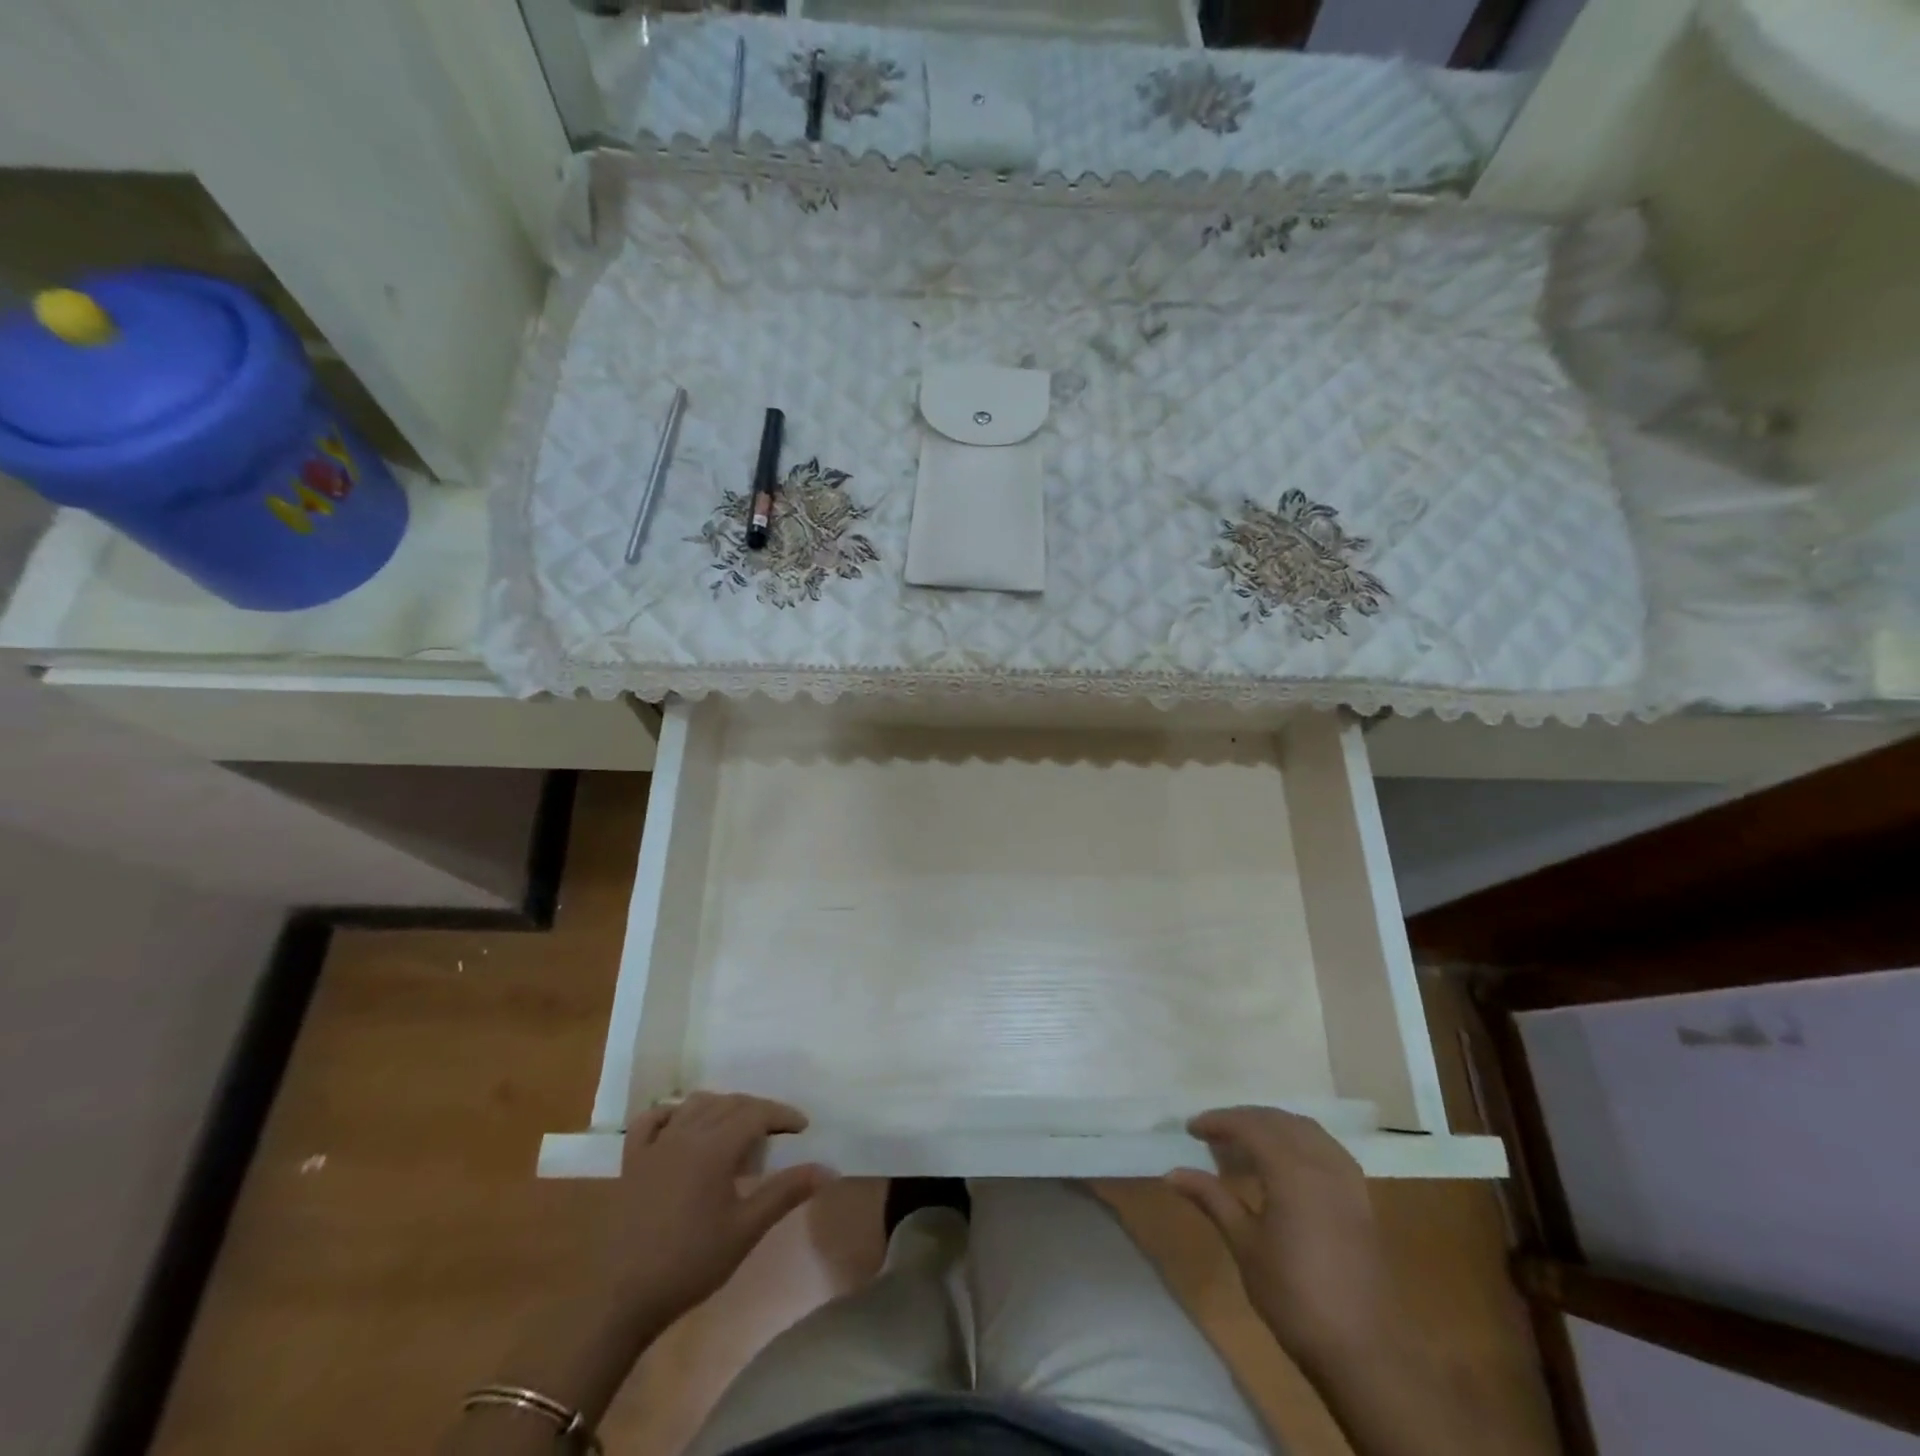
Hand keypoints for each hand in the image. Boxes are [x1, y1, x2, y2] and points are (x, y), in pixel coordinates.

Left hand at [606, 1092, 832, 1320]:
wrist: (621, 1298)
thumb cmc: (689, 1264)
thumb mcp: (745, 1230)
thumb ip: (785, 1193)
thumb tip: (827, 1169)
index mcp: (714, 1147)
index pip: (756, 1113)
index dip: (782, 1115)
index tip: (802, 1128)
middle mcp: (686, 1133)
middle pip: (729, 1103)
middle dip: (757, 1110)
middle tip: (777, 1131)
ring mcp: (655, 1145)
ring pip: (695, 1105)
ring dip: (721, 1106)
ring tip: (737, 1127)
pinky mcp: (632, 1161)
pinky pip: (652, 1120)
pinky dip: (673, 1113)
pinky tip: (682, 1125)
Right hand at [1167, 1107, 1398, 1365]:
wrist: (1362, 1352)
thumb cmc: (1294, 1296)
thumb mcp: (1244, 1245)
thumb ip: (1212, 1199)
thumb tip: (1172, 1173)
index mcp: (1293, 1171)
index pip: (1250, 1126)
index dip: (1218, 1122)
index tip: (1191, 1129)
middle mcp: (1322, 1164)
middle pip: (1278, 1121)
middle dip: (1243, 1120)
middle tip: (1212, 1134)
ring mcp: (1346, 1180)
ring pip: (1305, 1130)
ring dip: (1273, 1126)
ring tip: (1245, 1143)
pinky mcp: (1360, 1198)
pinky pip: (1326, 1148)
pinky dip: (1300, 1141)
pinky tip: (1285, 1162)